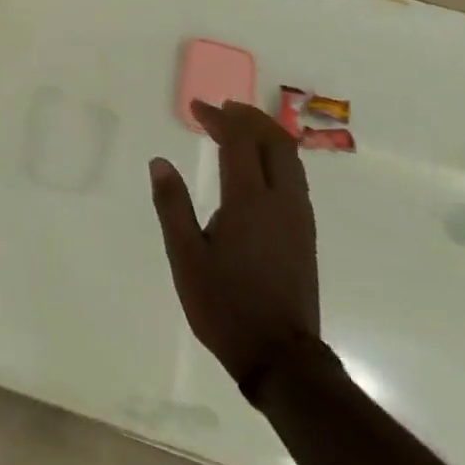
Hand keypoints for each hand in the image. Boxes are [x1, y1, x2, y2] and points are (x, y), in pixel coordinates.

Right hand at [150, 101, 319, 395]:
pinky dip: (276, 157)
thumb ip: (172, 205)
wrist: (280, 357)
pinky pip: (295, 178)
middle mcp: (282, 202)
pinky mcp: (304, 235)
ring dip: (266, 135)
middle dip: (249, 118)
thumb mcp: (184, 255)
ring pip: (291, 159)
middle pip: (275, 142)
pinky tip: (257, 167)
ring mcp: (299, 219)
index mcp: (249, 202)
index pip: (240, 142)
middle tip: (221, 109)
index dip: (219, 118)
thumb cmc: (224, 304)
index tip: (197, 107)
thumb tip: (160, 163)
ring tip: (239, 128)